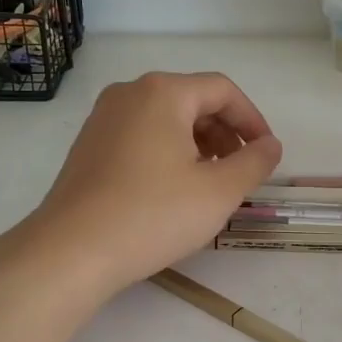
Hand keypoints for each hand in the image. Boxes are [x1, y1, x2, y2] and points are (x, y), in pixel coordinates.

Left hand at [23, 71, 282, 296]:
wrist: (71, 251)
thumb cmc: (153, 215)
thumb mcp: (219, 192)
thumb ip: (254, 162)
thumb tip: (270, 145)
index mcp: (163, 92)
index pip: (222, 90)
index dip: (252, 120)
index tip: (266, 154)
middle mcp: (130, 93)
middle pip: (192, 100)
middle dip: (224, 133)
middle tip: (239, 172)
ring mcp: (103, 118)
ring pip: (165, 119)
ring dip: (198, 145)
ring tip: (209, 185)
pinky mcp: (88, 145)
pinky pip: (140, 136)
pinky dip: (167, 153)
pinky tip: (172, 191)